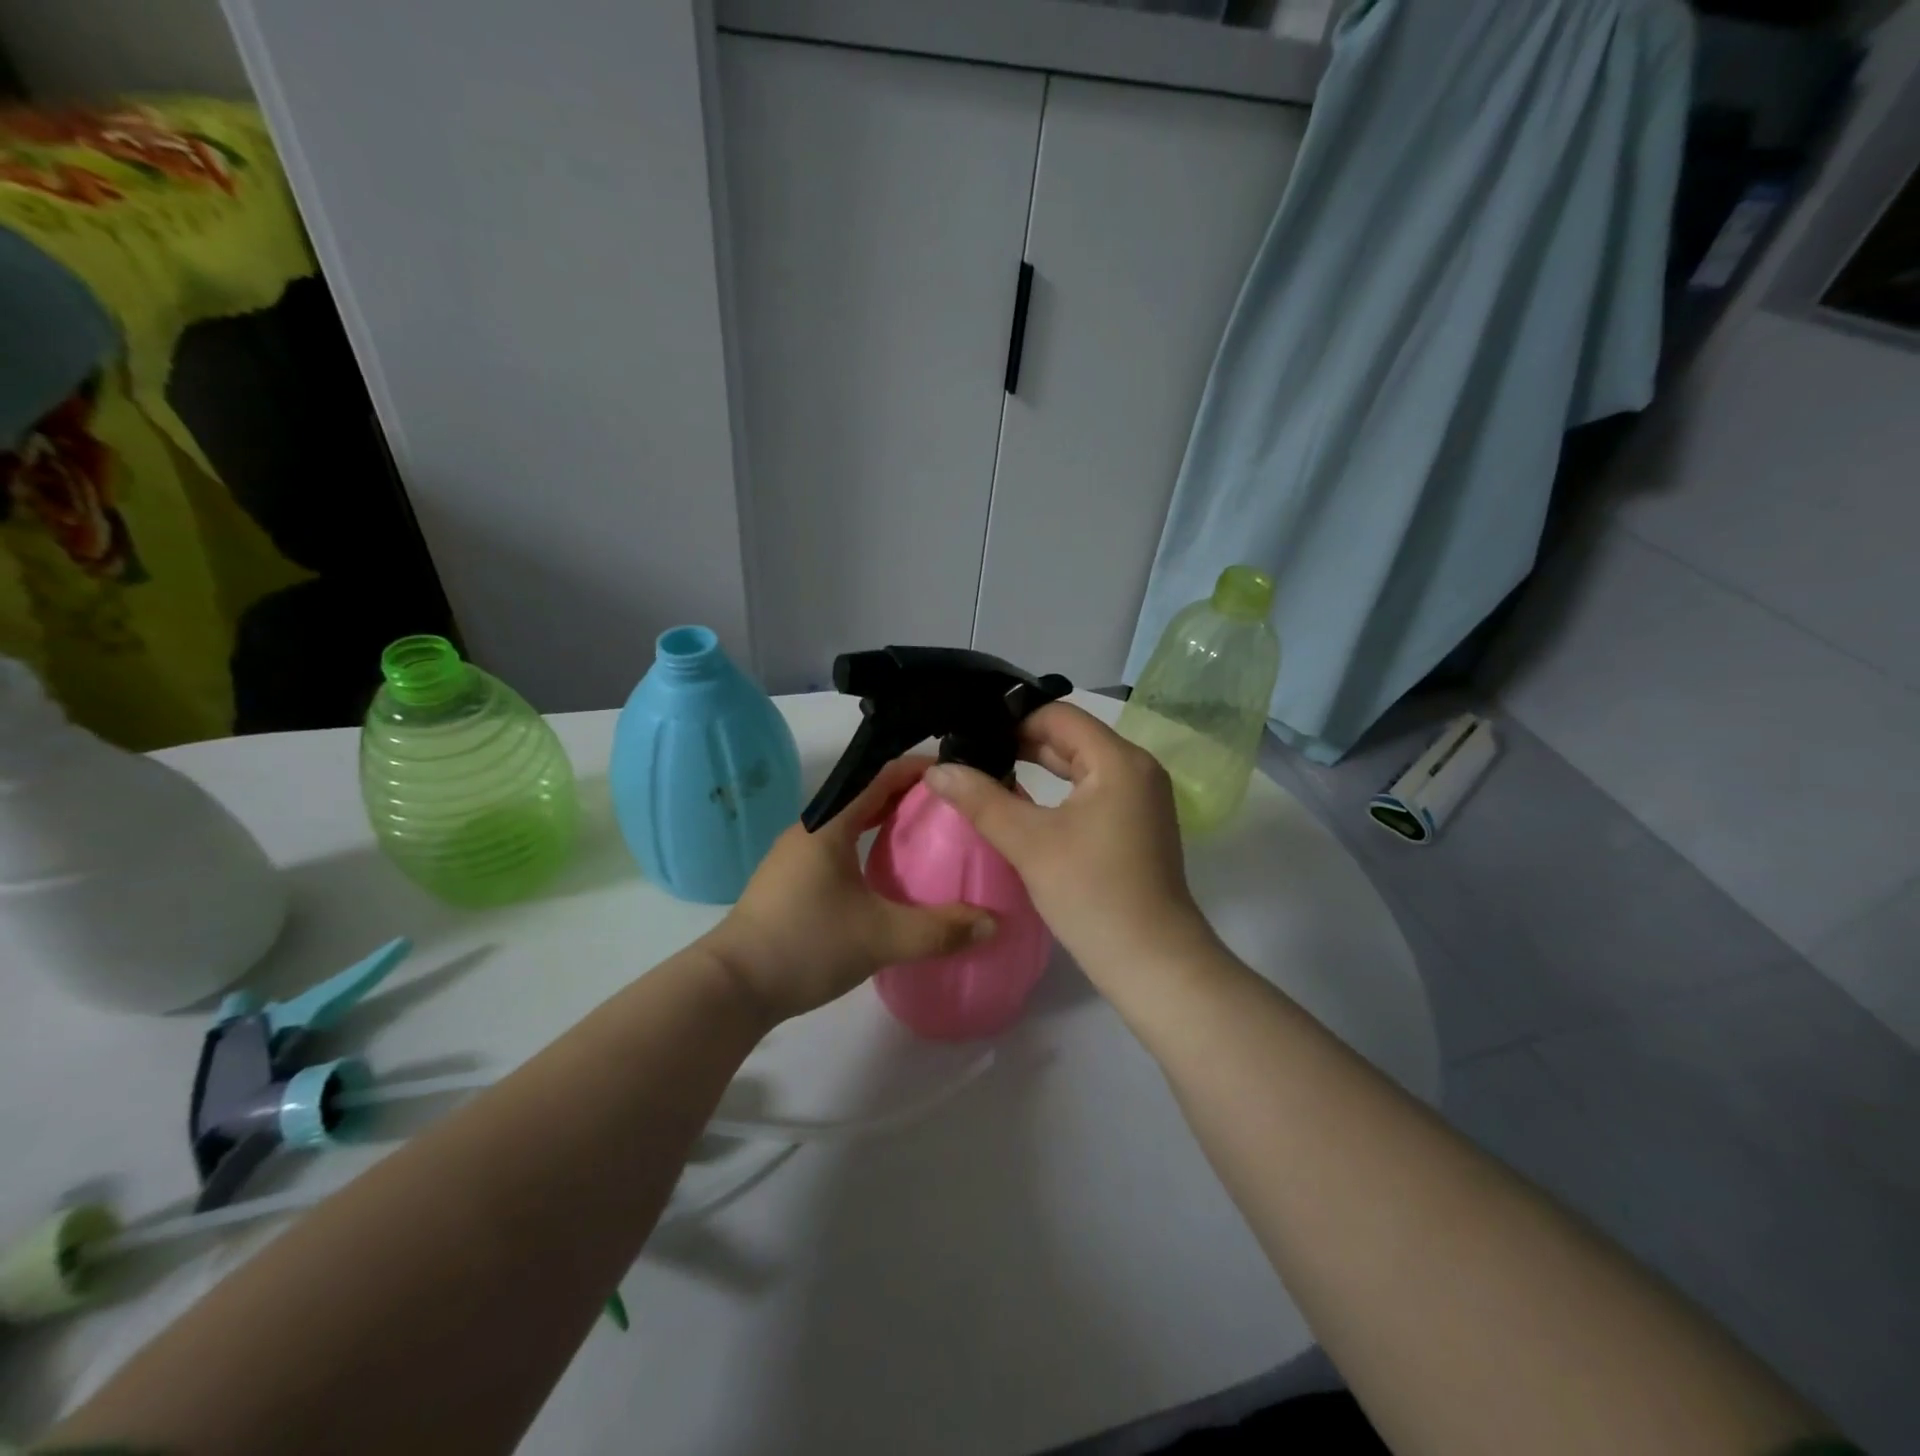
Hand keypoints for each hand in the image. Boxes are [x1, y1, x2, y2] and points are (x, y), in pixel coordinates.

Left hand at [705, 755, 995, 1021]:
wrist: (732, 987)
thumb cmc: (806, 944)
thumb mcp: (881, 937)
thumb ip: (940, 930)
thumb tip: (993, 923)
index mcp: (829, 825)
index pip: (879, 775)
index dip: (919, 769)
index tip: (957, 774)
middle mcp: (811, 830)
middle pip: (866, 797)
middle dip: (909, 797)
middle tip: (953, 809)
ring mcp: (796, 857)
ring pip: (851, 825)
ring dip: (887, 824)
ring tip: (929, 838)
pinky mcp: (791, 882)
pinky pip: (840, 849)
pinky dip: (869, 848)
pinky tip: (890, 876)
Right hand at [923, 703, 1215, 992]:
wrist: (1152, 962)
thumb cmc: (1092, 894)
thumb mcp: (1029, 843)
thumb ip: (980, 799)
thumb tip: (936, 769)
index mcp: (1119, 760)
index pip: (1058, 715)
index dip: (1011, 720)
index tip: (969, 735)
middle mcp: (1137, 768)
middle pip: (1070, 738)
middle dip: (1020, 744)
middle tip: (970, 756)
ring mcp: (1141, 798)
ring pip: (1080, 767)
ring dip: (1038, 768)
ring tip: (987, 776)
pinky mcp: (1137, 824)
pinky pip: (1092, 791)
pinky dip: (1058, 792)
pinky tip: (1023, 806)